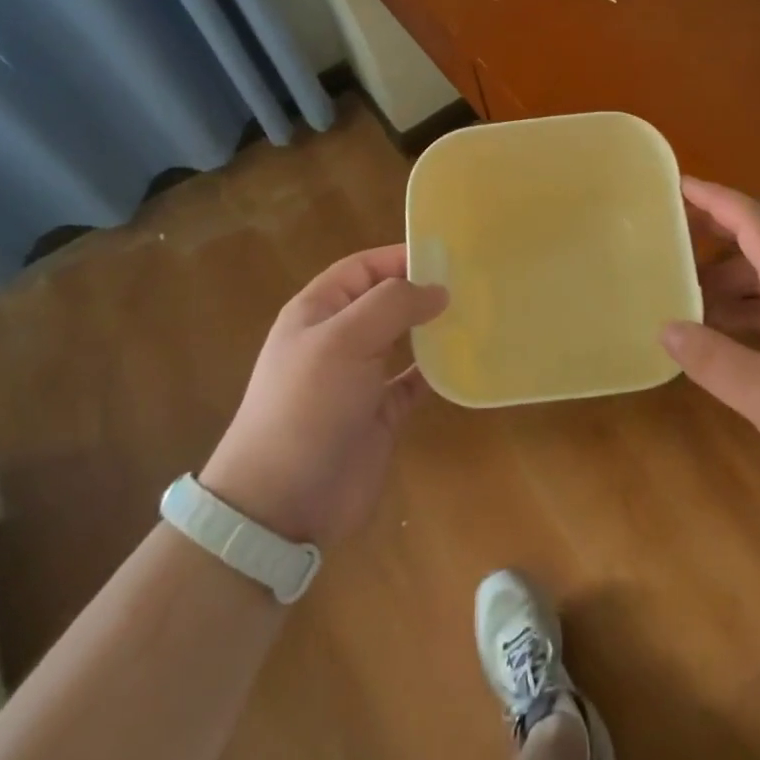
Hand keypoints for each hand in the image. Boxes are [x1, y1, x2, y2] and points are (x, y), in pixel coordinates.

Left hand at [201, 246, 445, 547]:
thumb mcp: (344, 340)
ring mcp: (360, 378)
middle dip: (423, 291)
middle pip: (387, 301)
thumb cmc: (307, 406)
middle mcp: (339, 339)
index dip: (401, 256)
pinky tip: (464, 361)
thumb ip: (393, 304)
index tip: (448, 255)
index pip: (364, 267)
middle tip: (473, 283)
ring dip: (434, 329)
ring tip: (477, 315)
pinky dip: (437, 371)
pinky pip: (415, 381)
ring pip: (404, 339)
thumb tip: (438, 289)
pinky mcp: (380, 414)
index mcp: (319, 311)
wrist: (282, 504)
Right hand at [662, 179, 759, 492]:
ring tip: (679, 292)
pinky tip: (718, 333)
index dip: (712, 198)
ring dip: (722, 278)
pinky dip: (740, 306)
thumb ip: (713, 361)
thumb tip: (665, 328)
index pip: (751, 221)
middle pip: (755, 241)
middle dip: (710, 231)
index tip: (676, 184)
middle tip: (664, 232)